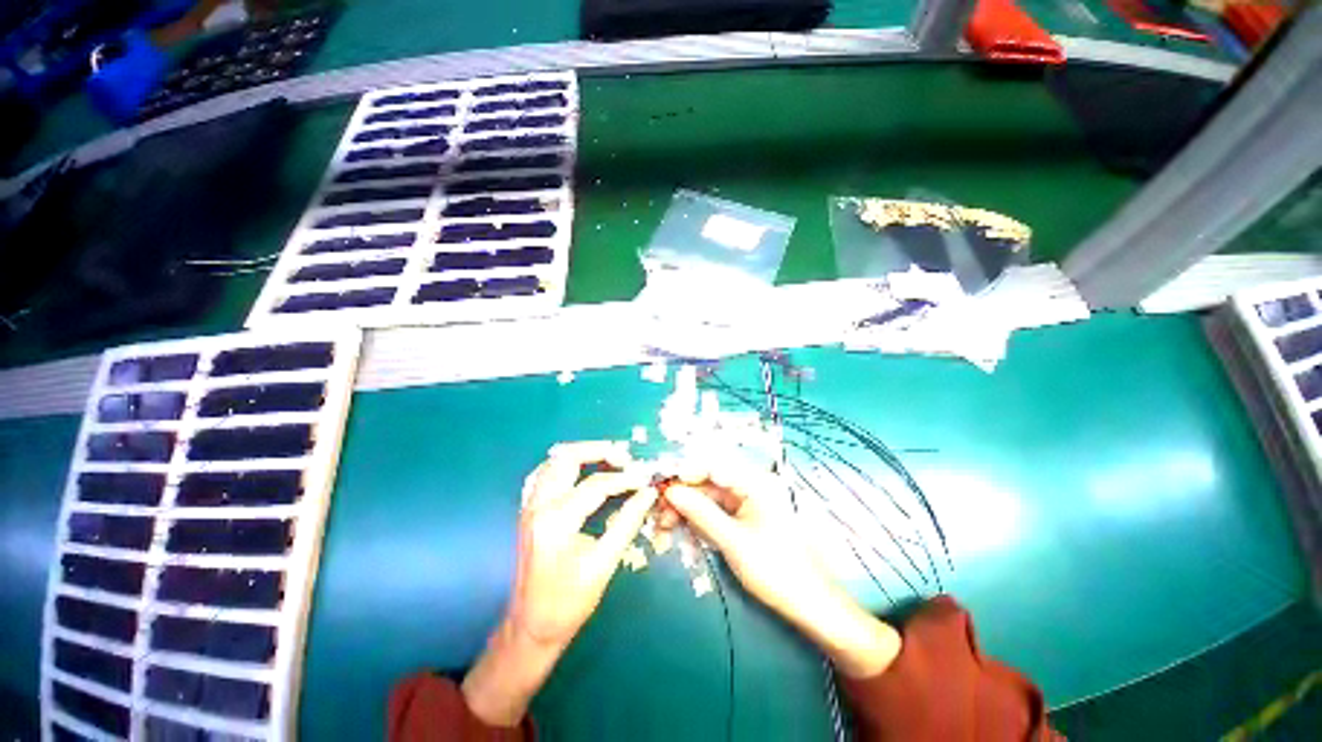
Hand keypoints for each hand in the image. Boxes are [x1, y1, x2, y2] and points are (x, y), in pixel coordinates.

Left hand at [462, 441, 656, 725]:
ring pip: (554, 461)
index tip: (645, 479)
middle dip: (599, 451)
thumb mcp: (604, 564)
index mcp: (556, 522)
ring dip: (582, 454)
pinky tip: (582, 471)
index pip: (596, 485)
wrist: (530, 627)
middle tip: (625, 458)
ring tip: (609, 459)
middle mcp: (538, 506)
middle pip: (567, 458)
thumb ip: (627, 523)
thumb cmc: (568, 603)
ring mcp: (529, 506)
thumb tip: (648, 494)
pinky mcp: (528, 510)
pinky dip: (565, 465)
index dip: (625, 479)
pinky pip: (544, 473)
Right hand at [663, 458, 900, 678]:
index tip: (658, 485)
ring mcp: (744, 504)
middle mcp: (748, 487)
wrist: (809, 605)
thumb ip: (700, 513)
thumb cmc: (776, 569)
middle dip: (681, 496)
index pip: (712, 466)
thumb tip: (670, 491)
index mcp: (753, 482)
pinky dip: (695, 522)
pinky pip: (712, 514)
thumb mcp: (733, 541)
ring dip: (684, 511)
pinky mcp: (740, 520)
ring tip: (663, 528)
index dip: (683, 472)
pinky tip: (679, 533)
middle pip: (706, 483)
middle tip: (657, 514)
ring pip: (706, 499)